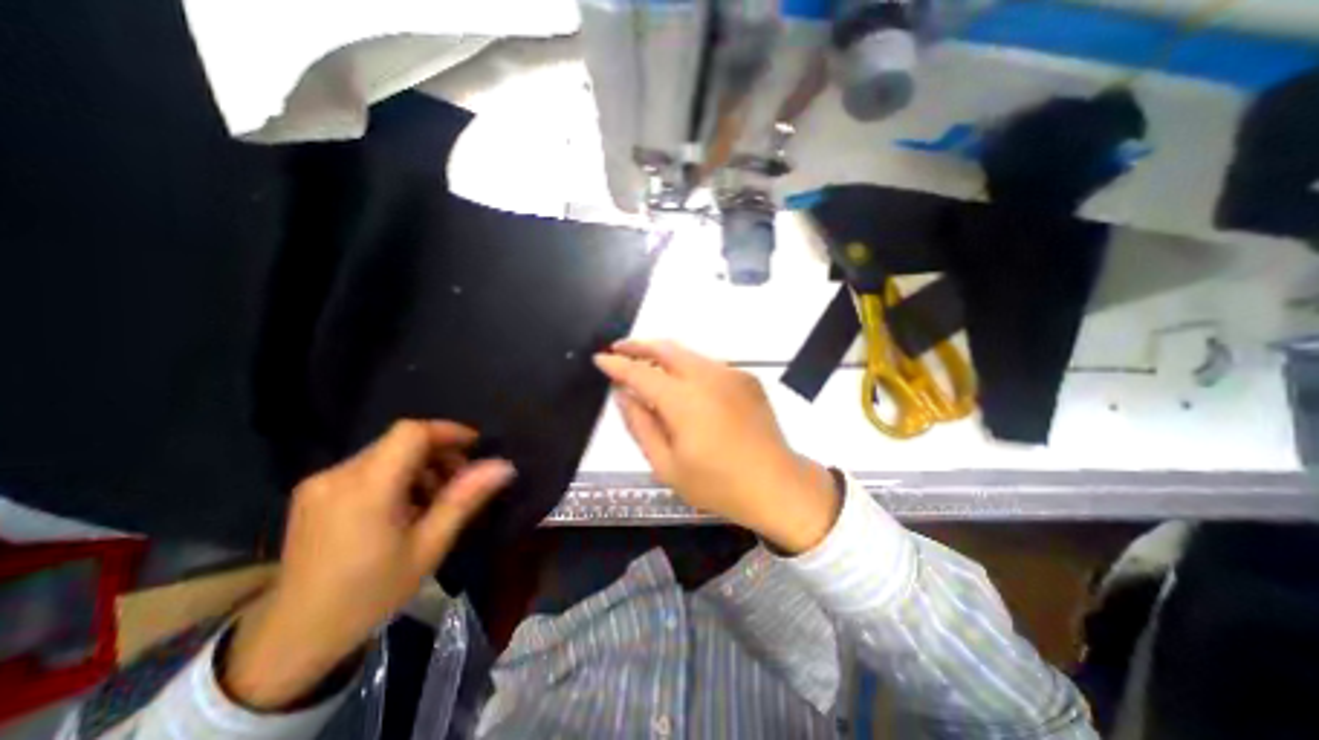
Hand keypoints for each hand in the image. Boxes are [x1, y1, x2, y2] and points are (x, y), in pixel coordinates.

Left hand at [227, 420, 514, 708]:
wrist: (292, 639)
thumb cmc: (370, 594)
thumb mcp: (429, 547)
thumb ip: (465, 499)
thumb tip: (504, 466)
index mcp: (367, 488)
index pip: (412, 432)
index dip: (448, 431)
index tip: (475, 448)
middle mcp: (338, 475)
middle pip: (400, 441)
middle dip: (438, 453)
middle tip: (459, 483)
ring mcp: (320, 483)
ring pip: (386, 452)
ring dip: (418, 466)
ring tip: (433, 500)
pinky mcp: (313, 493)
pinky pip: (367, 467)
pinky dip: (396, 476)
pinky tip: (404, 507)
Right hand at [597, 341, 836, 555]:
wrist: (777, 485)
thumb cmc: (718, 484)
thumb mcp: (667, 465)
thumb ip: (640, 425)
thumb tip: (623, 395)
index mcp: (684, 400)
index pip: (640, 373)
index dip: (617, 364)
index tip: (600, 359)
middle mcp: (708, 376)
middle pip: (666, 348)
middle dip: (639, 345)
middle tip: (619, 349)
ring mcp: (731, 373)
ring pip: (688, 354)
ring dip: (663, 356)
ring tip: (647, 367)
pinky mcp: (747, 377)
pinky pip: (708, 365)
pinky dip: (688, 368)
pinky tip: (684, 386)